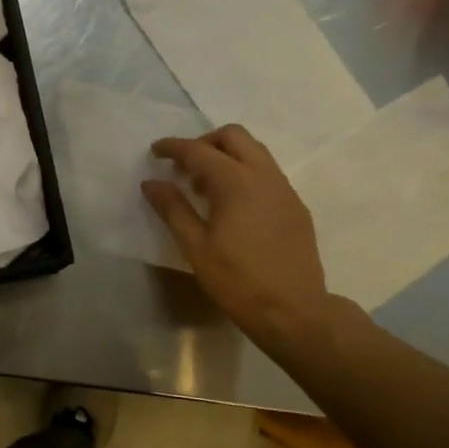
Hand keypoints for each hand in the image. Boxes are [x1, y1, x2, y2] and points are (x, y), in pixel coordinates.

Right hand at [143, 125, 347, 357]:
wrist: (294, 311)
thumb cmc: (238, 280)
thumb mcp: (196, 246)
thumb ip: (173, 208)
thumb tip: (152, 182)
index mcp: (236, 181)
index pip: (198, 150)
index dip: (173, 147)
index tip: (155, 151)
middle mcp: (264, 175)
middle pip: (233, 136)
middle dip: (205, 142)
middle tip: (184, 166)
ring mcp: (285, 189)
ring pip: (255, 152)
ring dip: (227, 156)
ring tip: (206, 187)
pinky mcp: (296, 206)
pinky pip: (268, 173)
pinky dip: (246, 173)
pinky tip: (234, 206)